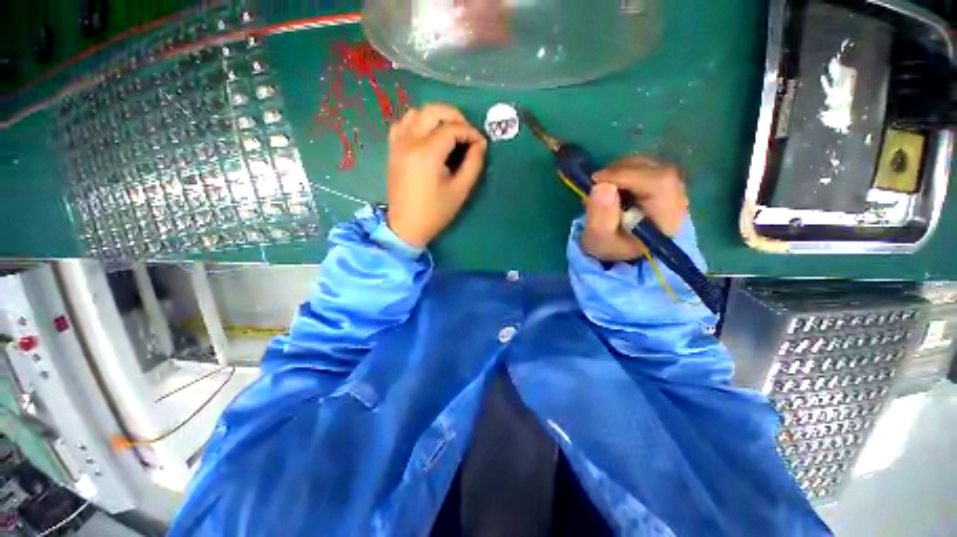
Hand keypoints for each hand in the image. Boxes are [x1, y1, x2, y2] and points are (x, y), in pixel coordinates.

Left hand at [386, 104, 487, 247]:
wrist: (406, 226)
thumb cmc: (435, 212)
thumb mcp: (460, 190)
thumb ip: (473, 163)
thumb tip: (480, 144)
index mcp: (427, 153)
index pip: (453, 128)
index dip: (471, 132)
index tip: (480, 144)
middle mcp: (409, 141)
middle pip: (433, 111)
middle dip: (455, 117)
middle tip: (467, 133)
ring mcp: (397, 143)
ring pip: (417, 112)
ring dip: (436, 117)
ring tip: (449, 133)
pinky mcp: (392, 149)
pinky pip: (404, 123)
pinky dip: (419, 122)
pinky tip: (428, 136)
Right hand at [582, 156, 688, 261]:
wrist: (621, 249)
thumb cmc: (611, 245)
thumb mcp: (599, 239)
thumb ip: (600, 217)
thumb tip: (601, 187)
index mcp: (667, 219)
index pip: (659, 183)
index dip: (627, 175)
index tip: (598, 180)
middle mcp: (678, 200)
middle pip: (656, 170)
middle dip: (621, 172)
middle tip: (596, 183)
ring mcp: (673, 189)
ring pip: (650, 165)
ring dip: (621, 170)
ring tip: (601, 188)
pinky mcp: (663, 183)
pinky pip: (646, 166)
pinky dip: (625, 170)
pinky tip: (612, 185)